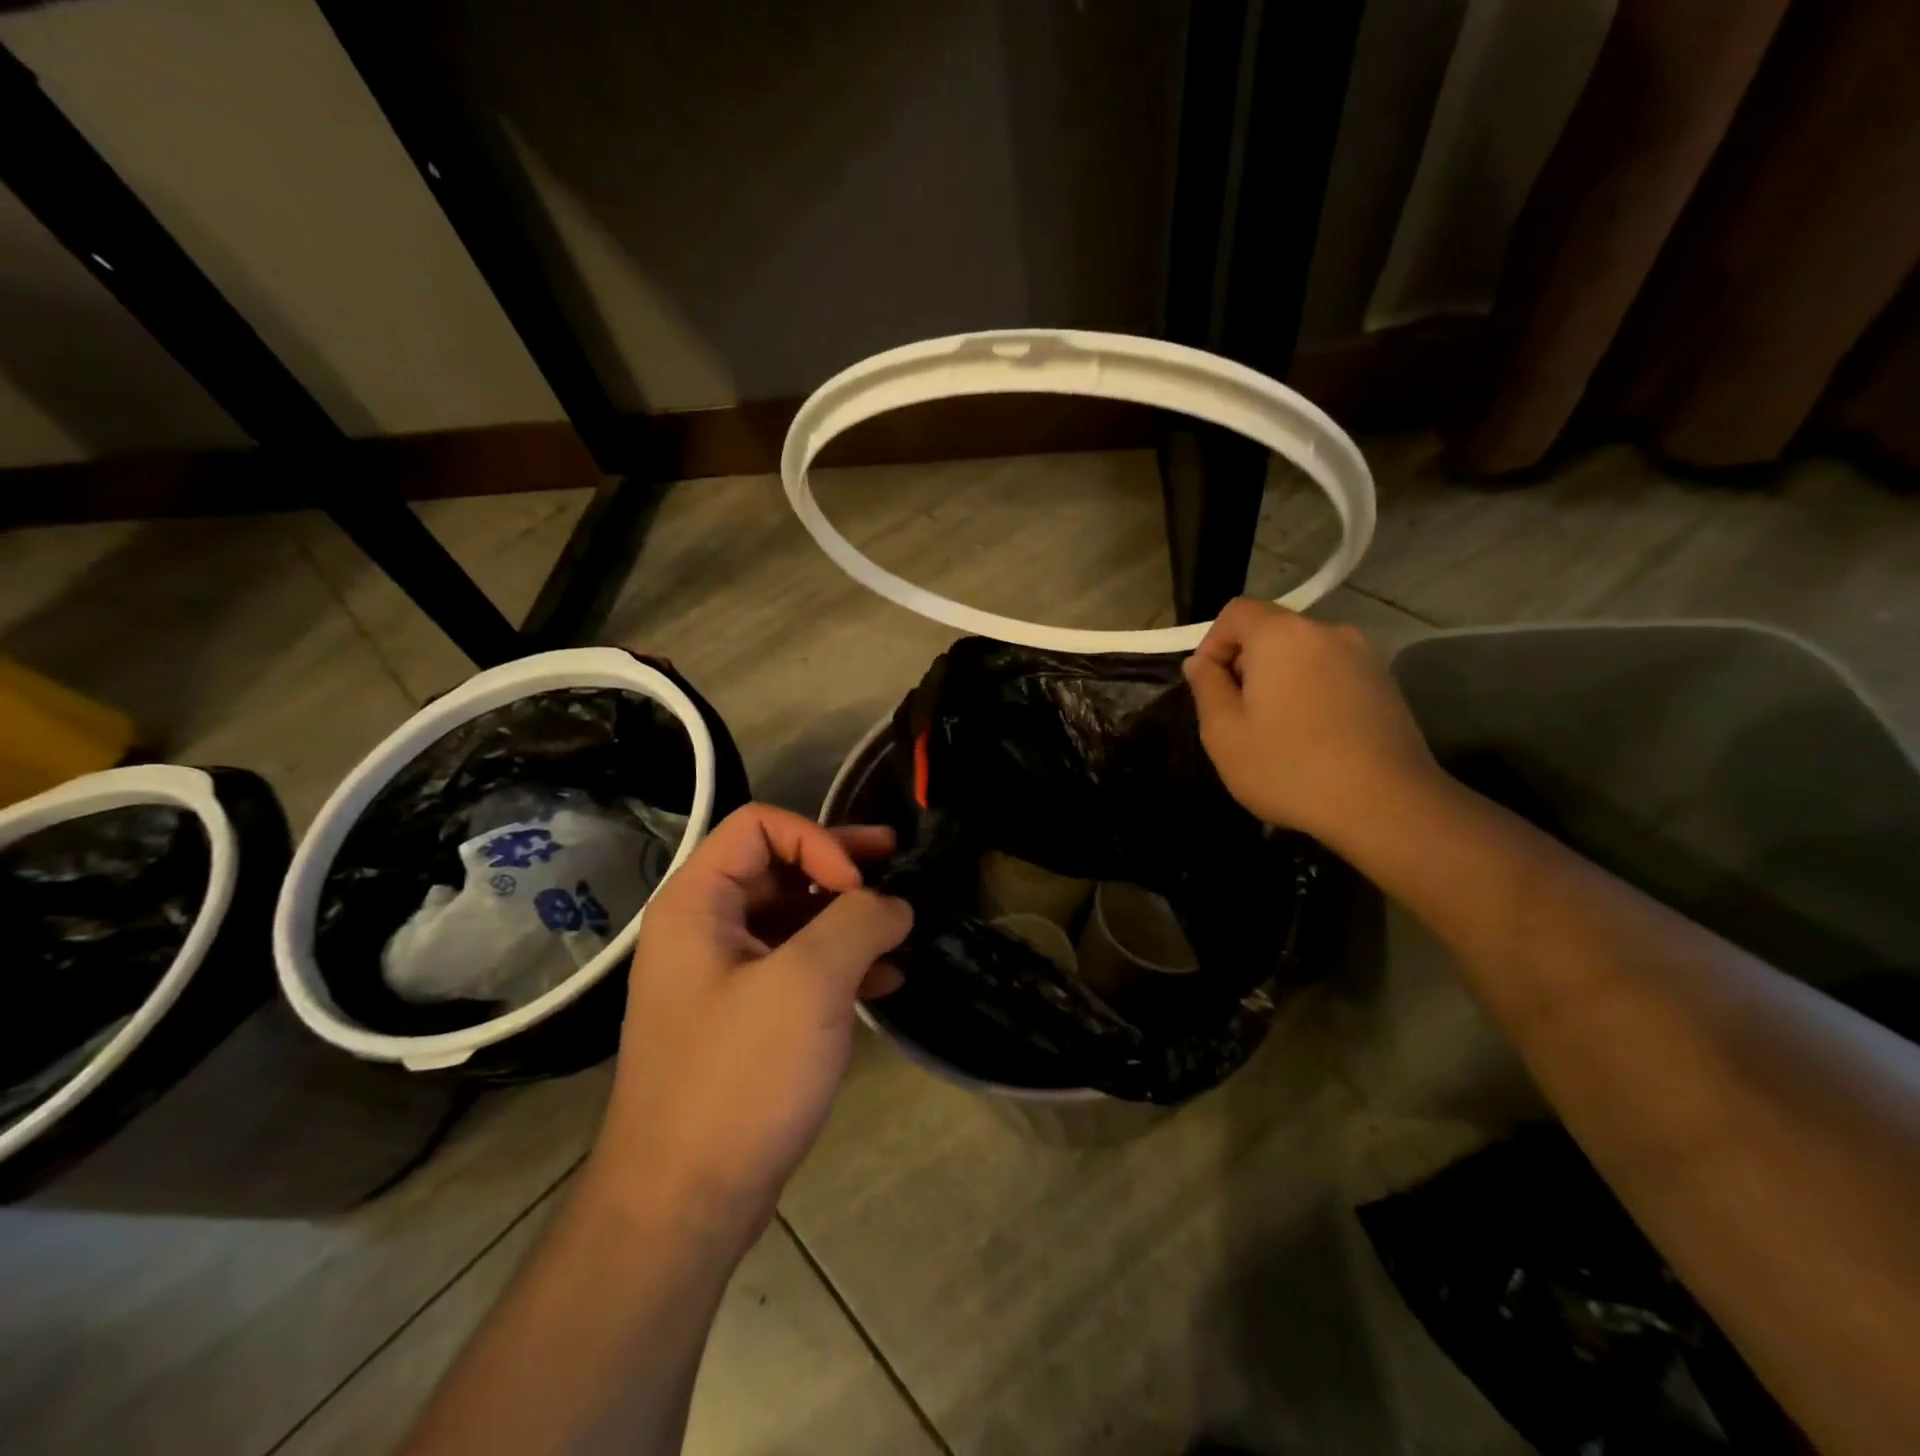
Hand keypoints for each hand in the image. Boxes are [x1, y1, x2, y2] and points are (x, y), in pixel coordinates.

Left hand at [592, 804, 910, 1246]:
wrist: (682, 1206)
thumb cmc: (738, 1078)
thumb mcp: (808, 984)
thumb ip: (858, 923)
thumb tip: (892, 904)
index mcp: (698, 905)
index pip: (760, 827)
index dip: (817, 841)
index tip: (859, 887)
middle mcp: (704, 930)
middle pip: (779, 867)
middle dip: (842, 865)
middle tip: (897, 863)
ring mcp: (724, 977)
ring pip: (794, 918)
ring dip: (848, 916)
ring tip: (902, 928)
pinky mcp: (745, 1019)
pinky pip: (797, 966)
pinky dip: (840, 962)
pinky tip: (885, 978)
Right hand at [1184, 599, 1441, 844]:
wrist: (1386, 806)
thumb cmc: (1289, 767)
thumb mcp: (1224, 733)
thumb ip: (1206, 687)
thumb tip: (1201, 663)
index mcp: (1282, 635)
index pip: (1236, 612)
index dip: (1212, 643)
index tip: (1207, 686)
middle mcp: (1327, 632)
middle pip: (1272, 632)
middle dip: (1246, 665)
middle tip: (1236, 716)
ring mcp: (1364, 657)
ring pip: (1303, 656)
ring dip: (1279, 681)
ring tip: (1274, 731)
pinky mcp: (1385, 685)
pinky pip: (1331, 676)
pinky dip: (1311, 694)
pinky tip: (1311, 739)